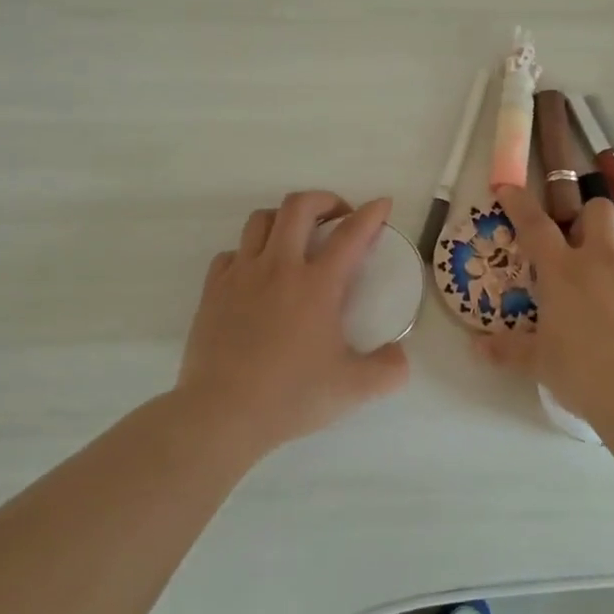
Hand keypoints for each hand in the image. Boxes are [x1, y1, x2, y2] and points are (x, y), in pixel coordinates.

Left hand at [176, 191, 410, 454]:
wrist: (222, 413)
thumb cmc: (291, 396)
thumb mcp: (353, 389)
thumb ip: (388, 370)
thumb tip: (400, 355)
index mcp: (317, 285)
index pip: (351, 234)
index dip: (371, 214)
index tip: (382, 204)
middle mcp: (279, 267)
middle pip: (299, 207)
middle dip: (324, 199)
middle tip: (338, 217)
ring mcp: (241, 275)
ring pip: (260, 220)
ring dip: (284, 219)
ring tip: (296, 238)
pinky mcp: (213, 290)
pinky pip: (231, 253)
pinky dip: (249, 252)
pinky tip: (256, 273)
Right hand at [481, 185, 613, 427]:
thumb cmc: (583, 373)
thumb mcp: (540, 363)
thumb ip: (510, 350)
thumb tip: (478, 347)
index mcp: (563, 272)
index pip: (535, 225)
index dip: (520, 203)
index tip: (510, 190)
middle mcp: (603, 259)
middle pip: (598, 210)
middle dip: (590, 219)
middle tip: (585, 248)